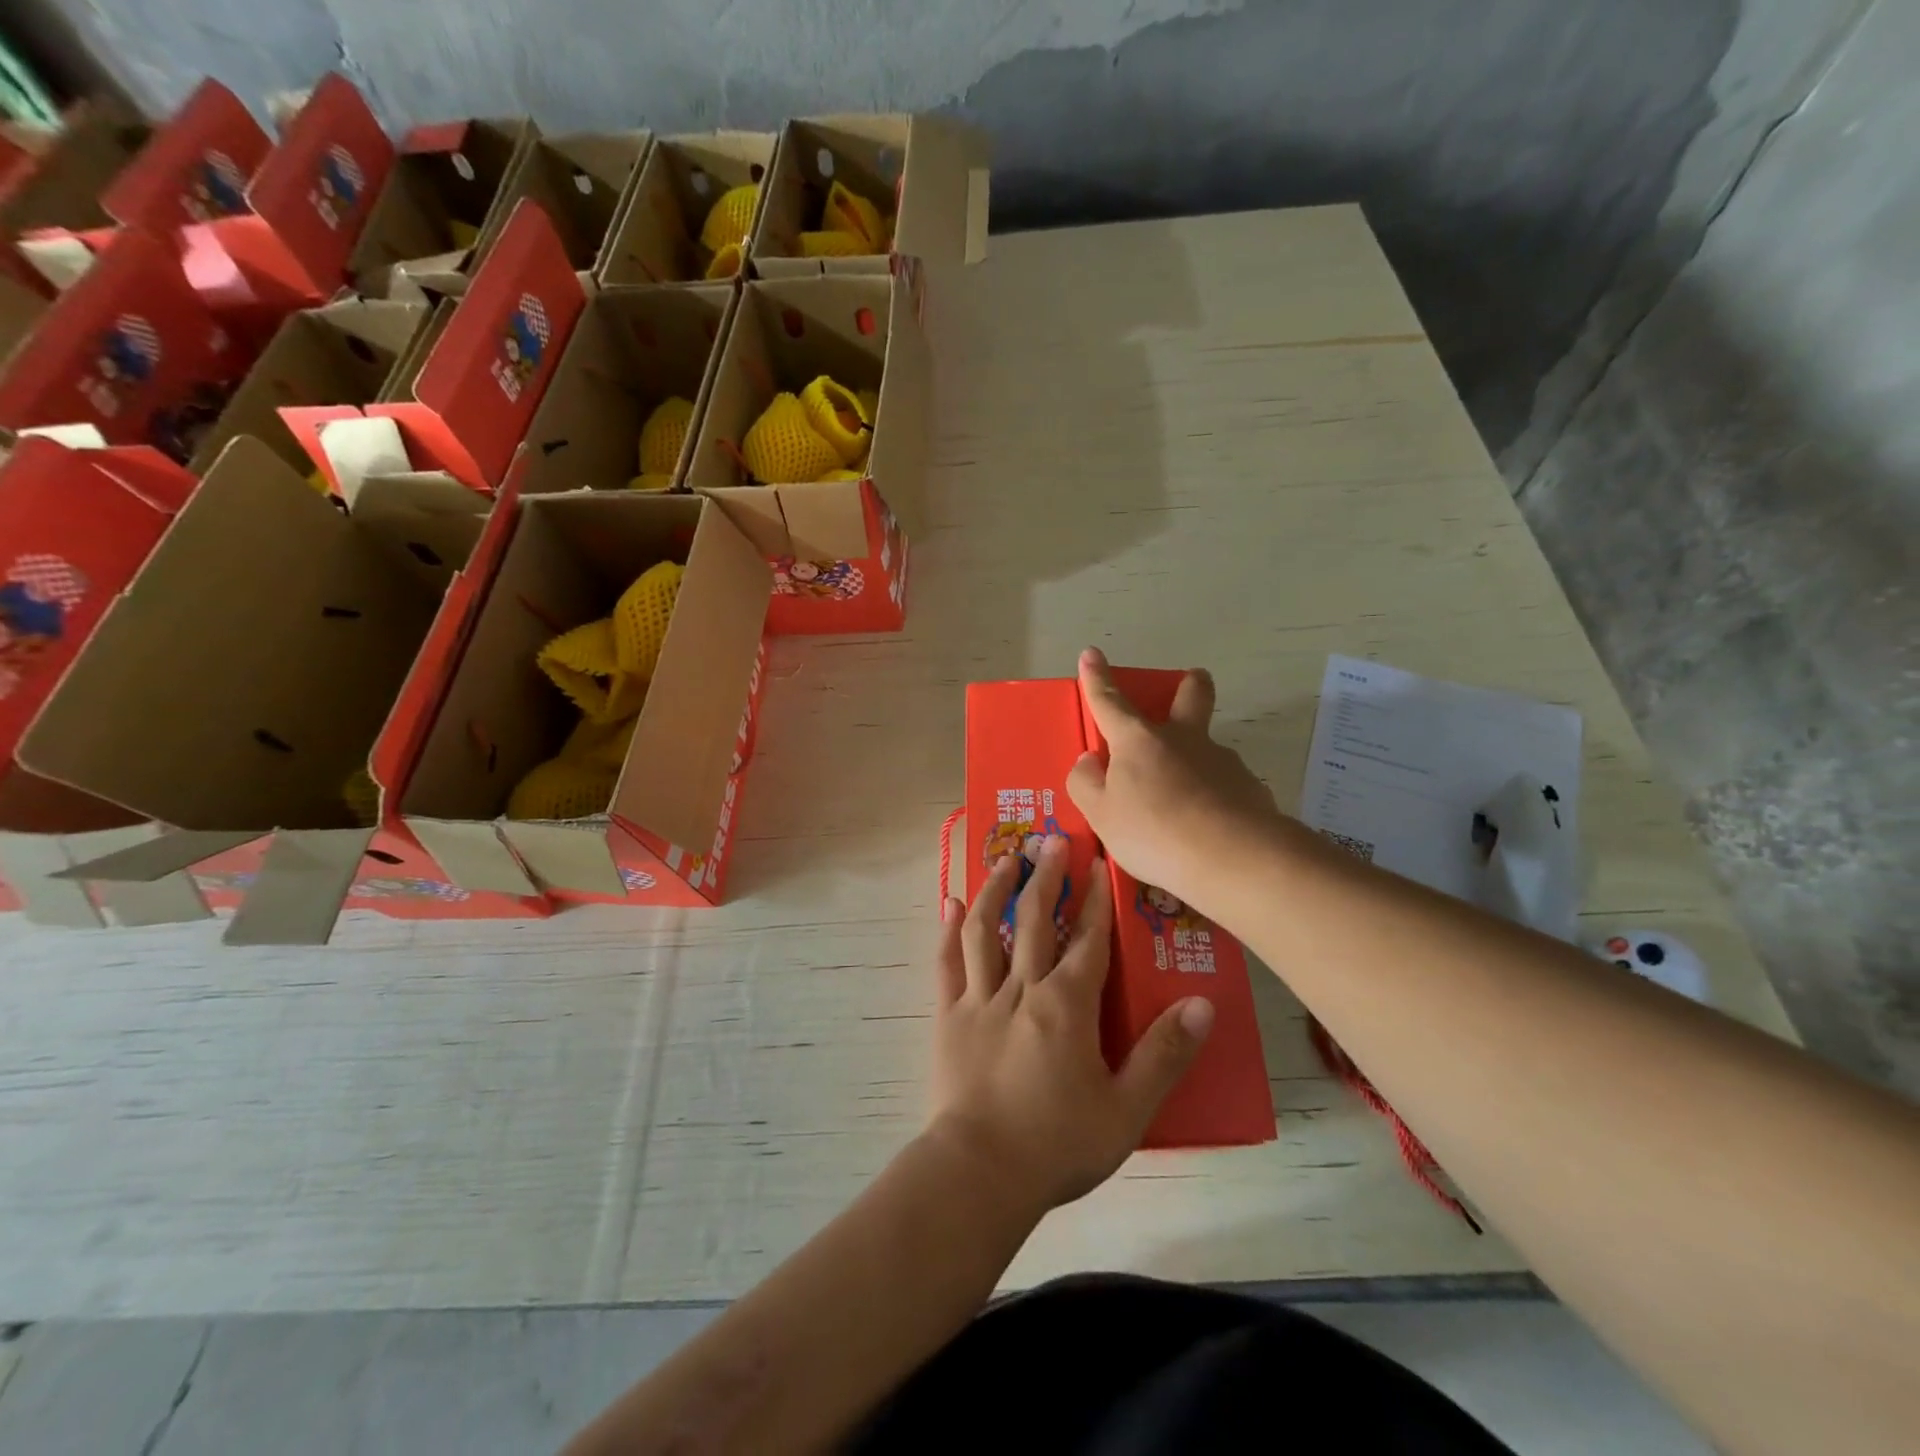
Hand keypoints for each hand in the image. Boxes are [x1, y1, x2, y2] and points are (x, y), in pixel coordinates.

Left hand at [928, 836, 1213, 1215]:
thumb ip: (1164, 1055)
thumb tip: (1203, 1004)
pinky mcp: (949, 1016)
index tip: (1099, 861)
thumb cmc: (1058, 1144)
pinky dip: (948, 930)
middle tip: (1052, 840)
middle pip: (1034, 920)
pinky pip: (947, 963)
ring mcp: (979, 999)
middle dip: (1046, 877)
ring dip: (996, 890)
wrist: (980, 1173)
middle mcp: (1022, 989)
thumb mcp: (1127, 1109)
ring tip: (1005, 859)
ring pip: (986, 930)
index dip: (1095, 899)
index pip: (1086, 940)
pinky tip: (949, 903)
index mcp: (1066, 1006)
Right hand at [1067, 647, 1283, 918]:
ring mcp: (1222, 761)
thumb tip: (1089, 760)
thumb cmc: (1153, 832)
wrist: (1233, 858)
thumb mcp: (1101, 814)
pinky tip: (1208, 830)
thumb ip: (1087, 784)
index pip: (1110, 702)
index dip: (1097, 679)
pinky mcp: (1249, 788)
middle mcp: (1183, 739)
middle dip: (1187, 684)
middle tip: (1186, 686)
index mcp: (1138, 741)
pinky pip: (1225, 786)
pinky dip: (1214, 799)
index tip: (1092, 653)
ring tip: (1182, 808)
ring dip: (1196, 761)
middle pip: (1191, 696)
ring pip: (1208, 748)